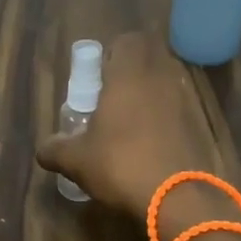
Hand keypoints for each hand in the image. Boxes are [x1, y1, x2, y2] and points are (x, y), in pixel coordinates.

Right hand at [35, 33, 222, 218]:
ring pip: (167, 83)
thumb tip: (42, 151)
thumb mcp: (76, 160)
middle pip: (151, 57)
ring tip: (129, 122)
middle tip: (112, 95)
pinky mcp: (198, 127)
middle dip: (133, 71)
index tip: (99, 74)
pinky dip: (166, 119)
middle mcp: (159, 80)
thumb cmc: (120, 164)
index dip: (114, 52)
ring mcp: (184, 103)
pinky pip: (179, 110)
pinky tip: (150, 145)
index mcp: (129, 76)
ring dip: (151, 94)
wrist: (177, 199)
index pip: (129, 40)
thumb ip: (55, 149)